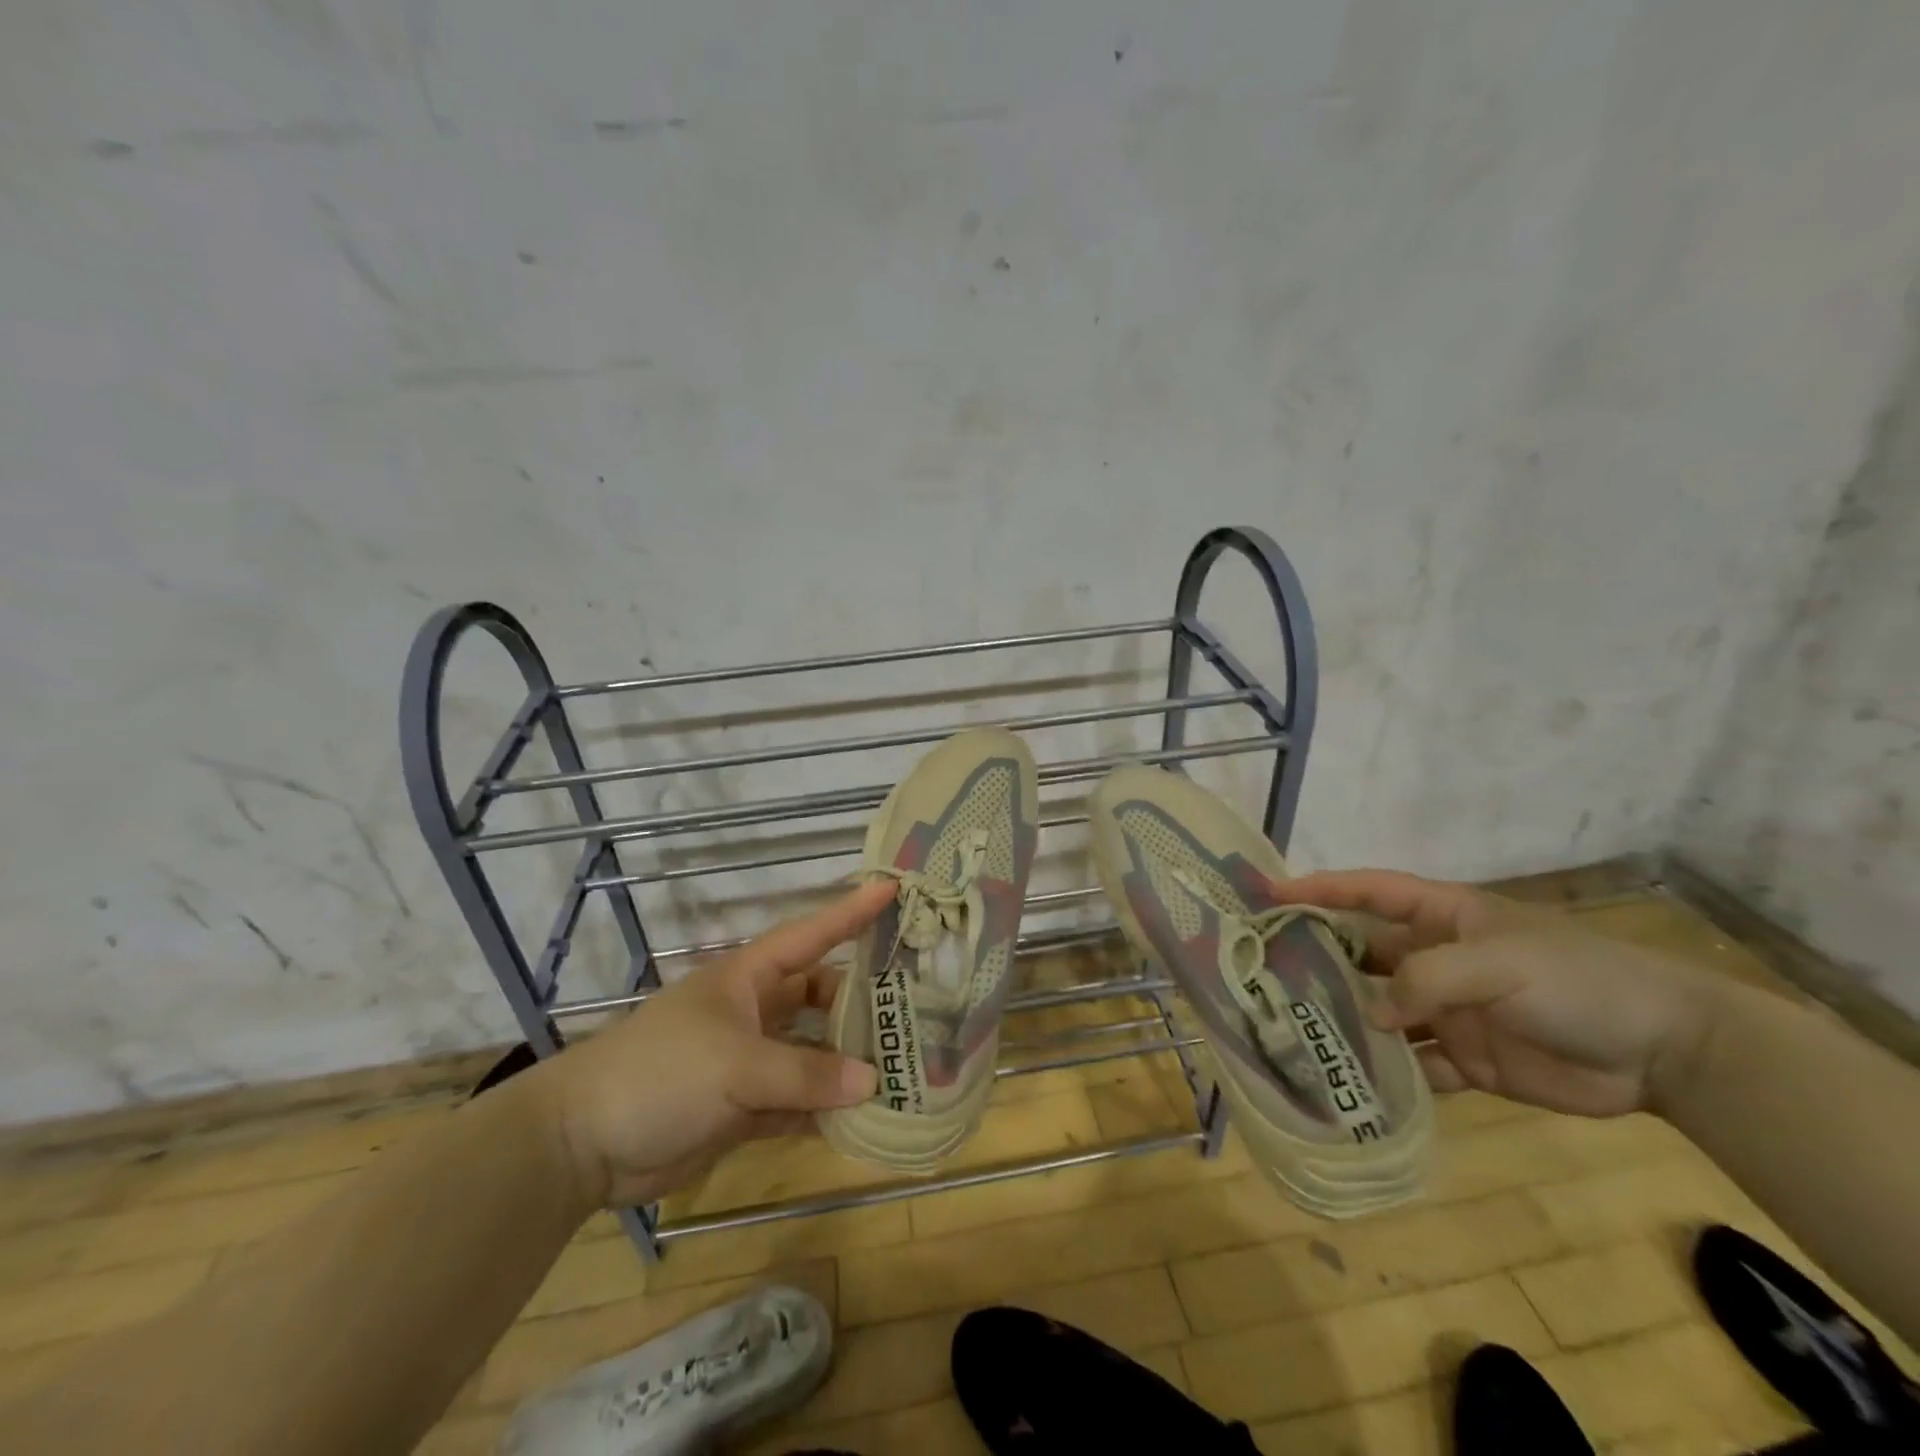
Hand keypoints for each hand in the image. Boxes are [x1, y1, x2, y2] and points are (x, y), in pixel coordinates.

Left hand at [532, 881, 891, 1207]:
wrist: (582, 1144)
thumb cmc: (661, 1073)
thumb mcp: (736, 1066)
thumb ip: (805, 1076)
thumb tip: (872, 1083)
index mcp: (749, 978)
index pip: (811, 935)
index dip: (851, 912)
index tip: (893, 888)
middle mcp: (755, 1011)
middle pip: (820, 995)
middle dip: (861, 999)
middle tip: (916, 1003)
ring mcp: (750, 1060)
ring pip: (813, 1051)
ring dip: (848, 1060)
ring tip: (903, 1064)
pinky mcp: (744, 1106)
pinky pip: (798, 1101)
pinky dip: (825, 1108)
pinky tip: (864, 1116)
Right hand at [1274, 869, 1719, 1117]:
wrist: (1667, 1052)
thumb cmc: (1577, 980)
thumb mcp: (1499, 963)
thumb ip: (1428, 980)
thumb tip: (1372, 1013)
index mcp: (1443, 918)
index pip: (1368, 893)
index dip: (1319, 890)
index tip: (1269, 895)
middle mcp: (1436, 959)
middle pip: (1364, 954)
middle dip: (1321, 959)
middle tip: (1267, 974)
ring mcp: (1450, 1010)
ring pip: (1382, 1011)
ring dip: (1349, 1020)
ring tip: (1297, 1032)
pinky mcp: (1467, 1058)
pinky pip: (1415, 1063)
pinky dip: (1389, 1072)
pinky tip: (1355, 1083)